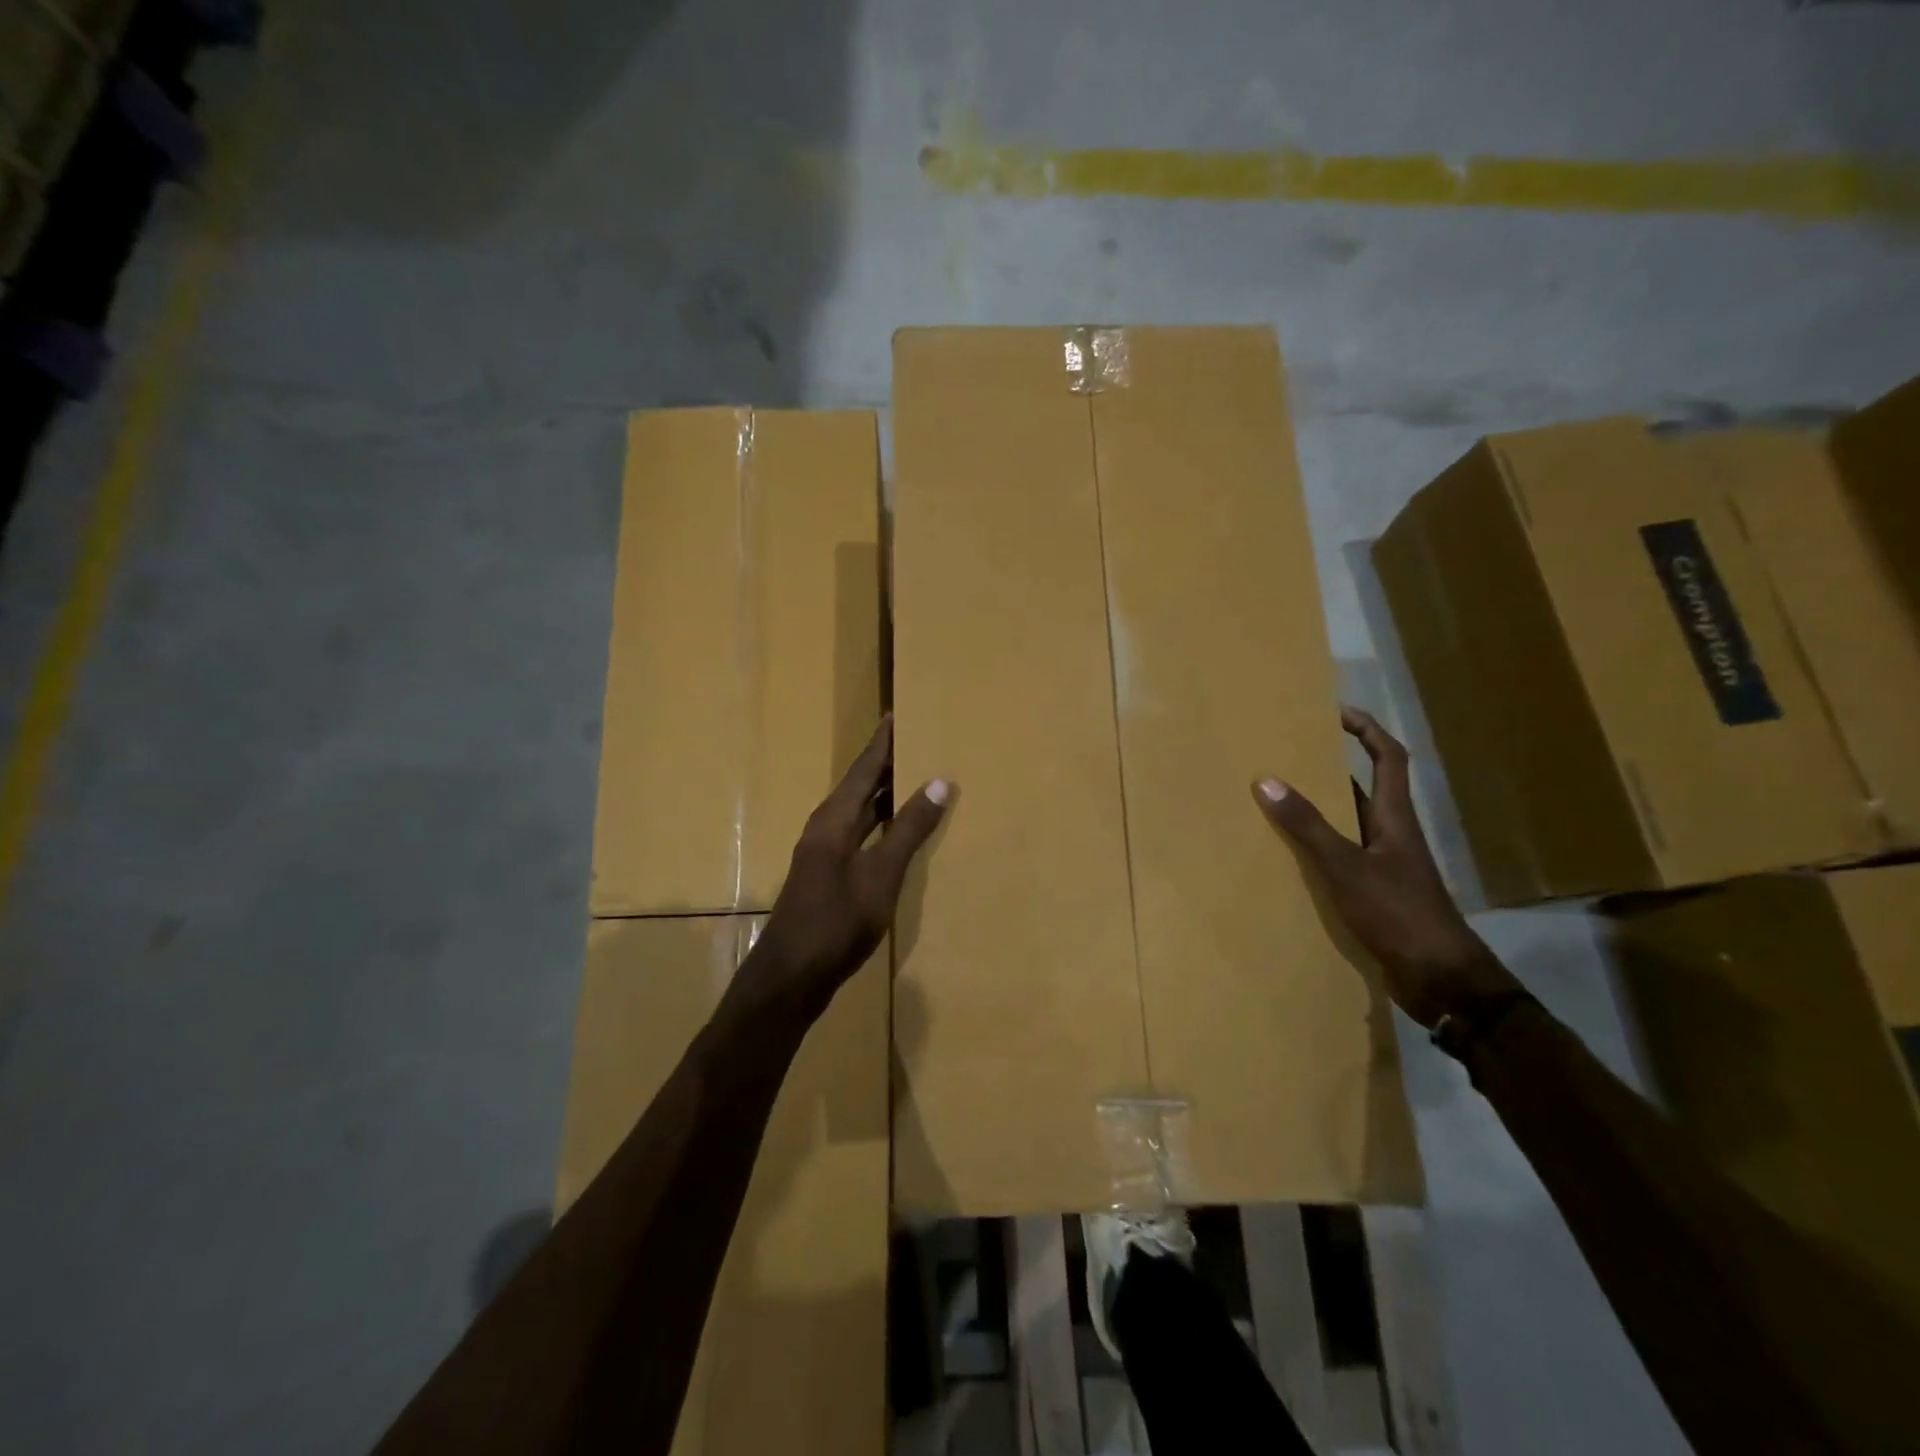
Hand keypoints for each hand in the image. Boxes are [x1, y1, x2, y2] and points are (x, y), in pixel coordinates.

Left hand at [748, 716, 949, 1013]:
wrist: (790, 977)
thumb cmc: (836, 922)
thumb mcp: (881, 875)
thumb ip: (909, 829)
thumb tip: (940, 781)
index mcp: (834, 819)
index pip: (863, 768)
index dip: (882, 742)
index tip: (898, 713)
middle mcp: (825, 828)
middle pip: (859, 785)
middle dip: (886, 763)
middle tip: (917, 741)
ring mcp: (824, 853)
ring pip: (859, 811)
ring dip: (884, 794)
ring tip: (916, 777)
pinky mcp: (828, 875)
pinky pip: (859, 834)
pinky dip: (880, 823)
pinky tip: (898, 831)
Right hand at [1251, 706, 1515, 1027]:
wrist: (1441, 980)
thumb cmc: (1398, 913)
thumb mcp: (1346, 866)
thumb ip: (1307, 826)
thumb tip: (1267, 780)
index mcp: (1395, 818)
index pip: (1388, 758)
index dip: (1366, 730)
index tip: (1335, 711)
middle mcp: (1392, 835)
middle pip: (1364, 789)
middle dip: (1331, 768)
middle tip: (1289, 755)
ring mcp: (1386, 867)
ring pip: (1350, 826)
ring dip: (1320, 810)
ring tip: (1278, 799)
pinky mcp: (1377, 895)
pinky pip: (1343, 858)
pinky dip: (1318, 849)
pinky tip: (1290, 857)